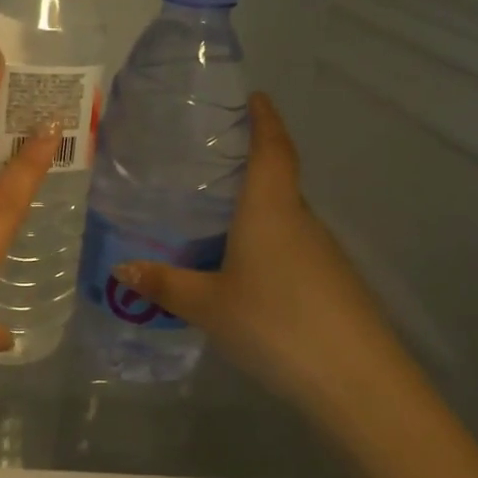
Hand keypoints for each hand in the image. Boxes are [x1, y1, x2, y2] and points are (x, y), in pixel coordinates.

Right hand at [114, 93, 415, 428]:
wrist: (356, 380)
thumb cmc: (275, 323)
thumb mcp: (207, 304)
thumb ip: (164, 284)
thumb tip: (121, 268)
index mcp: (271, 209)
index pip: (272, 148)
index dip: (264, 118)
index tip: (253, 96)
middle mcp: (301, 220)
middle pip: (277, 180)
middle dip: (248, 166)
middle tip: (205, 167)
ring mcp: (323, 253)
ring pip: (284, 218)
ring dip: (255, 211)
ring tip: (213, 220)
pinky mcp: (333, 283)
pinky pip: (292, 248)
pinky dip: (266, 245)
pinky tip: (243, 271)